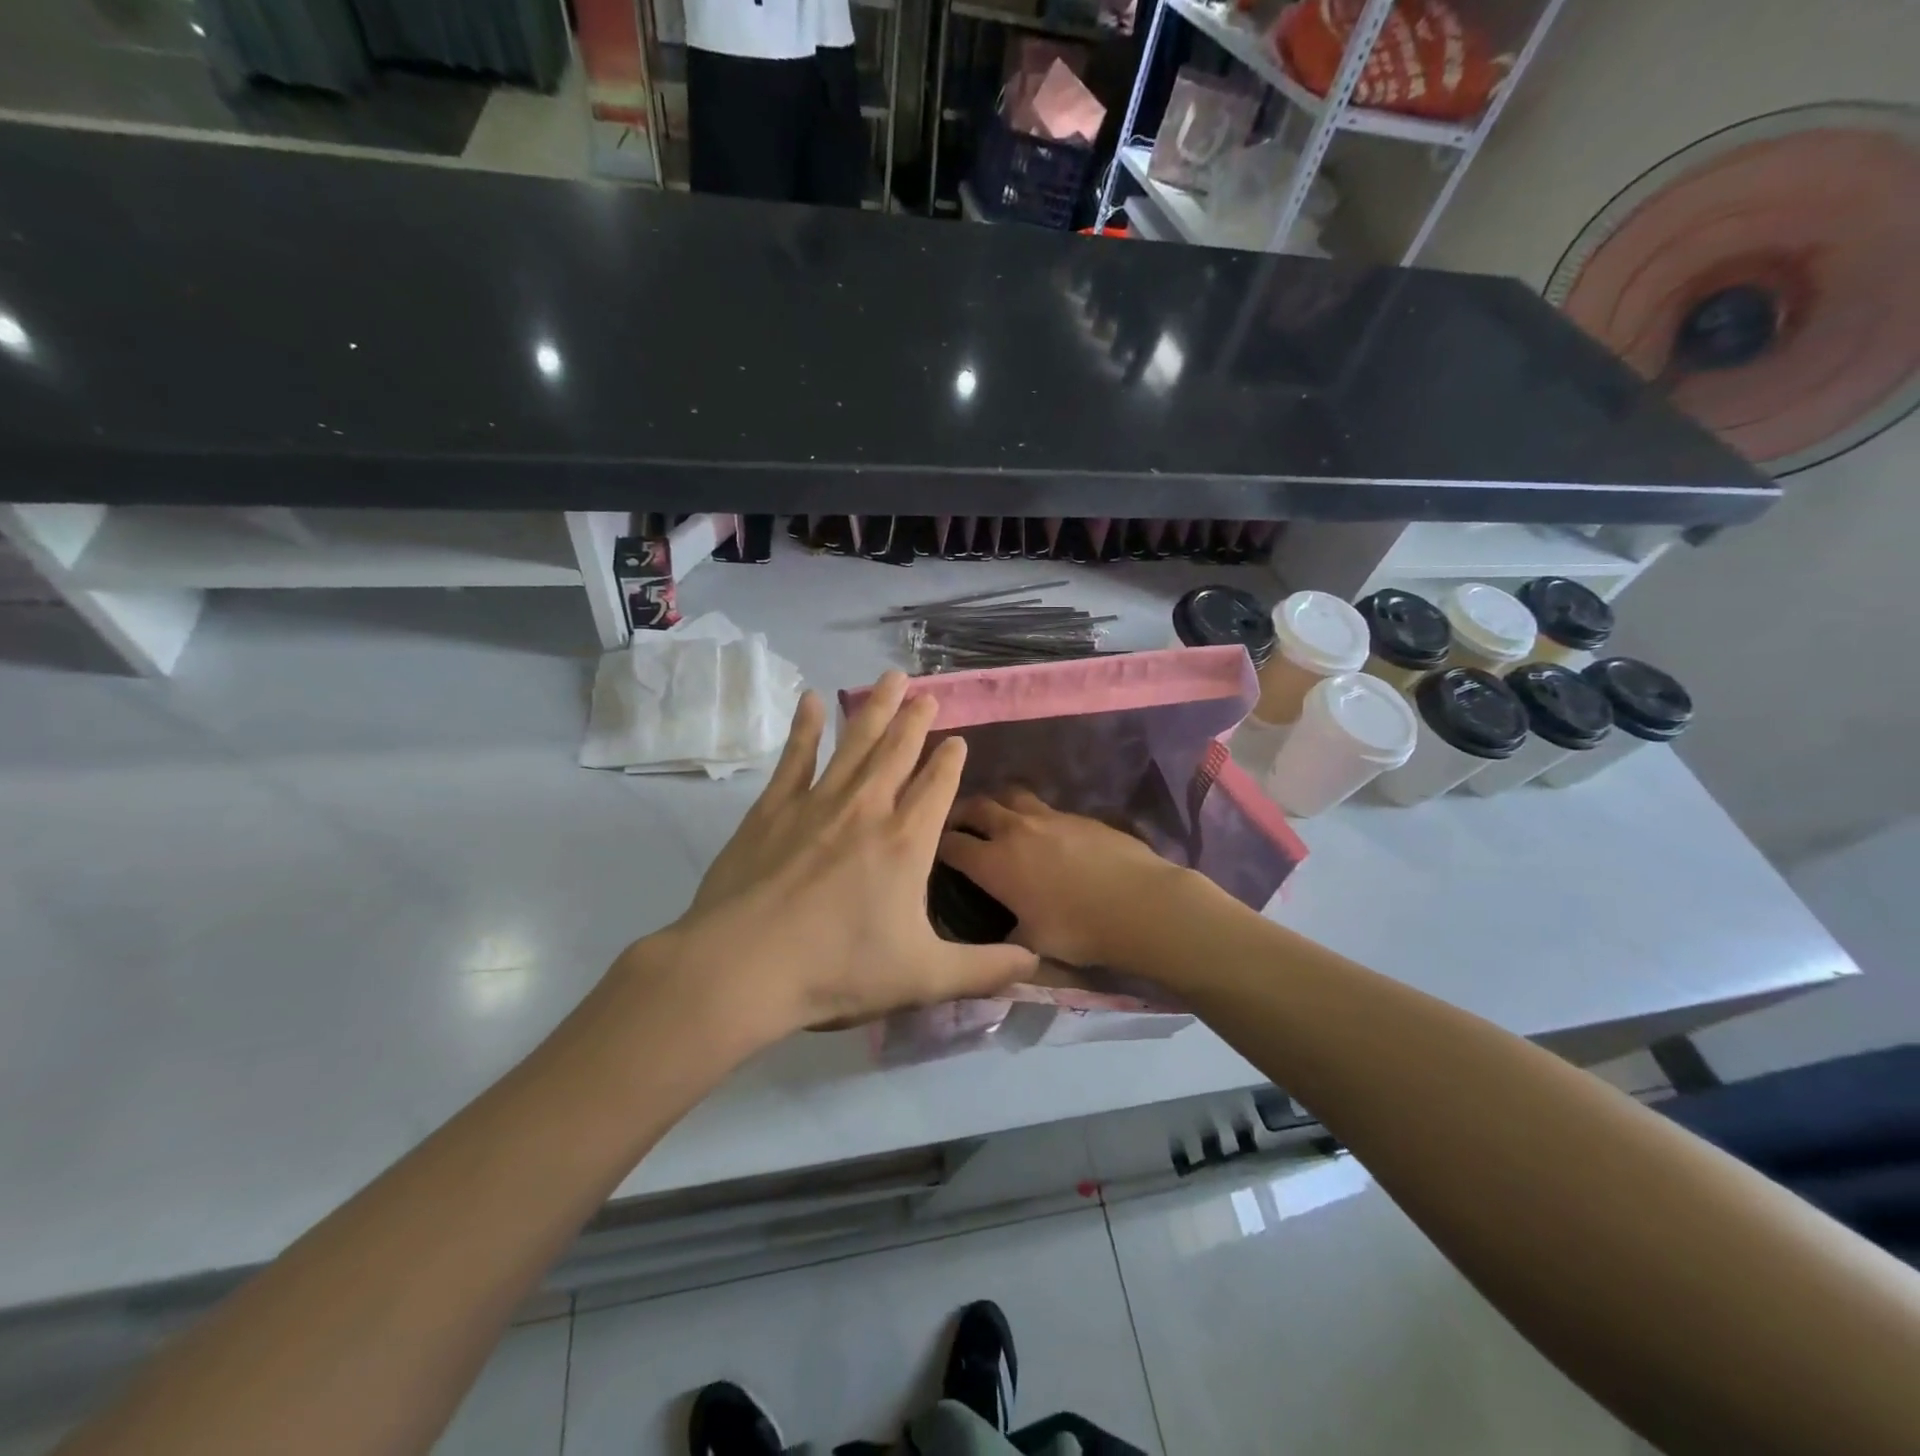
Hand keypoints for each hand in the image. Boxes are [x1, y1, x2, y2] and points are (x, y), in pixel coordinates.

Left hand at [629, 673, 1038, 1043]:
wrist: (744, 967)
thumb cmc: (838, 970)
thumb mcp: (923, 978)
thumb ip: (983, 970)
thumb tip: (1036, 964)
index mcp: (906, 842)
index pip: (937, 786)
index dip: (950, 760)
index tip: (958, 740)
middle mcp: (867, 809)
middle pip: (898, 751)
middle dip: (916, 719)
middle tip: (928, 693)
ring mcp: (817, 803)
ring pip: (855, 742)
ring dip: (875, 709)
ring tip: (891, 678)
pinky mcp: (773, 808)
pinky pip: (796, 757)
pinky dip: (805, 727)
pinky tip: (812, 700)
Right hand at [938, 790, 1195, 969]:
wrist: (1140, 903)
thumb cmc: (1079, 930)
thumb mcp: (1034, 945)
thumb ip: (1007, 940)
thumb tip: (998, 944)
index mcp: (994, 863)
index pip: (950, 844)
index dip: (936, 845)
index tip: (930, 849)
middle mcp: (1014, 830)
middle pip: (976, 806)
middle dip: (959, 813)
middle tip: (956, 824)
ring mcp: (1048, 817)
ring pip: (1010, 795)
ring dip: (996, 804)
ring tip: (997, 818)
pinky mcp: (1077, 814)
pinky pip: (1044, 806)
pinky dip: (1031, 814)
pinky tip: (1041, 831)